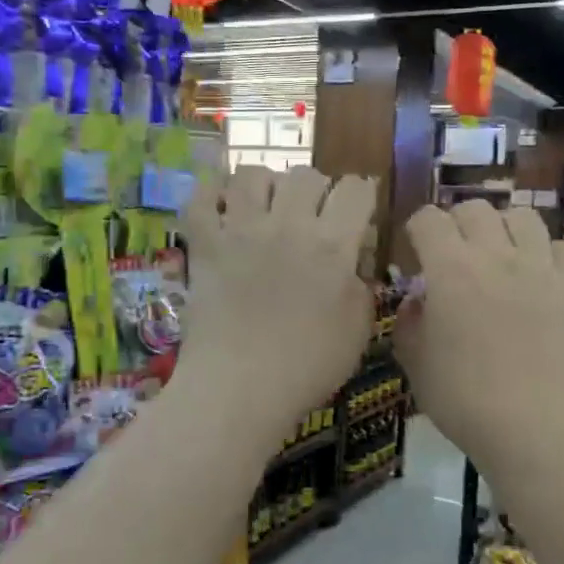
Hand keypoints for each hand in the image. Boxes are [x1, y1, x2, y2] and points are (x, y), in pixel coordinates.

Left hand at [173, 165, 376, 448]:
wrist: (239, 388)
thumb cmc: (307, 366)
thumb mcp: (358, 330)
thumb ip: (361, 287)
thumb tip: (352, 263)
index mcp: (333, 244)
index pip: (355, 189)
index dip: (361, 194)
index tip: (357, 213)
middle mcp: (288, 225)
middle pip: (306, 175)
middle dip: (316, 190)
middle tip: (312, 217)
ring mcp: (241, 231)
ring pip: (253, 175)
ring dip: (266, 186)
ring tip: (266, 208)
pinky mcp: (205, 245)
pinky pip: (201, 199)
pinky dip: (211, 196)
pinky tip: (222, 209)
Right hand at [395, 201, 563, 474]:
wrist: (535, 428)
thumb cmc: (464, 400)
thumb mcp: (416, 364)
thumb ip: (409, 323)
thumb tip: (418, 300)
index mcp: (450, 269)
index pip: (428, 220)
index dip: (417, 229)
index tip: (416, 250)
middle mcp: (495, 255)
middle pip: (474, 209)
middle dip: (457, 223)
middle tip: (454, 253)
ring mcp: (539, 268)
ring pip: (522, 217)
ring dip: (503, 227)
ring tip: (499, 252)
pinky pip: (562, 248)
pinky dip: (546, 254)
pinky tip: (539, 275)